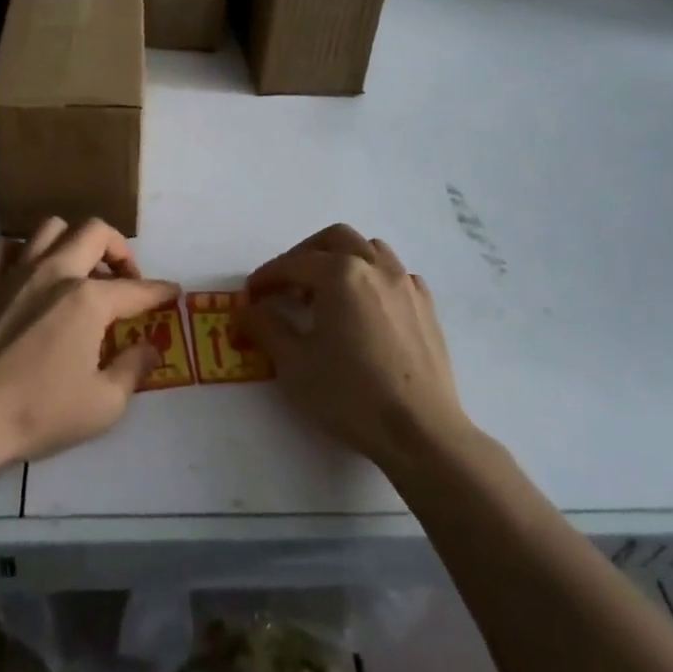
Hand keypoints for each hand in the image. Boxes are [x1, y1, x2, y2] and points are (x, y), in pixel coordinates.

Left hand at [0, 217, 176, 469]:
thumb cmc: (37, 413)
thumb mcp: (103, 405)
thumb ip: (133, 370)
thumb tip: (149, 349)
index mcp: (87, 299)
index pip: (136, 288)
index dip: (160, 291)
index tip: (173, 292)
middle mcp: (54, 273)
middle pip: (94, 231)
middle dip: (119, 249)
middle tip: (124, 278)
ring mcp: (13, 274)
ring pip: (49, 229)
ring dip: (71, 242)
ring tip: (78, 271)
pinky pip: (2, 249)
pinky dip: (20, 254)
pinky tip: (25, 276)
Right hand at [239, 225, 469, 470]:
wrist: (421, 432)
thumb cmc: (350, 395)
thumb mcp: (294, 364)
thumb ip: (265, 327)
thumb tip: (245, 310)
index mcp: (340, 274)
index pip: (293, 264)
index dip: (267, 277)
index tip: (251, 294)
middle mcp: (375, 267)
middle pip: (335, 239)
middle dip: (305, 254)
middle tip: (288, 283)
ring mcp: (406, 284)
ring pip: (370, 249)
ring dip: (343, 259)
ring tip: (327, 291)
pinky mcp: (427, 307)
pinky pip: (396, 274)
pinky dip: (374, 278)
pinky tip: (366, 308)